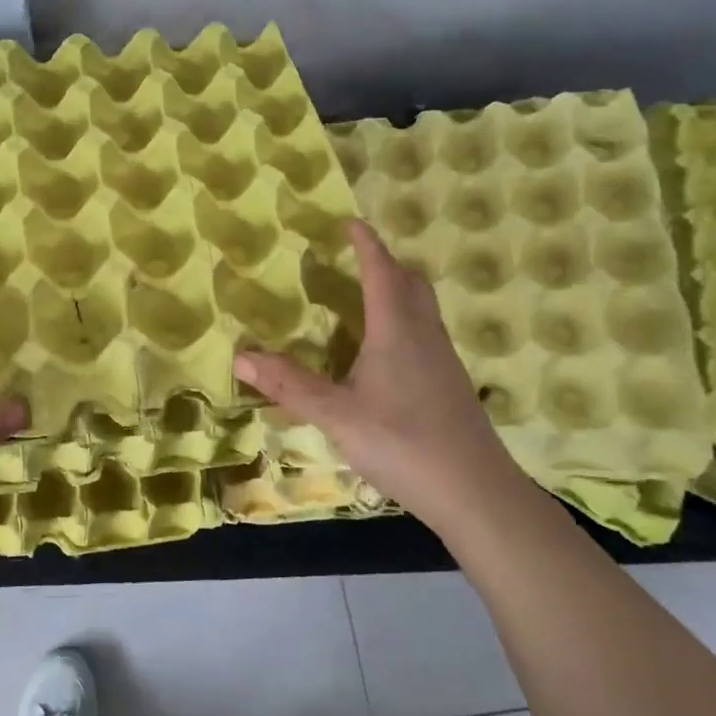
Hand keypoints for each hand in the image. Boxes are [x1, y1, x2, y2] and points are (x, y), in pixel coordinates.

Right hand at [235, 219, 521, 517]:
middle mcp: (424, 334)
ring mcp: (443, 360)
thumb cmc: (403, 443)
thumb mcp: (336, 415)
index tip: (351, 222)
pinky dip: (405, 320)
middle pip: (410, 282)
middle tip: (357, 258)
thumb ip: (289, 385)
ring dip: (398, 290)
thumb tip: (239, 357)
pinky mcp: (450, 384)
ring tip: (366, 297)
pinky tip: (386, 352)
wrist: (476, 493)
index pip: (381, 271)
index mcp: (396, 330)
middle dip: (385, 263)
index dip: (366, 244)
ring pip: (423, 308)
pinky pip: (427, 332)